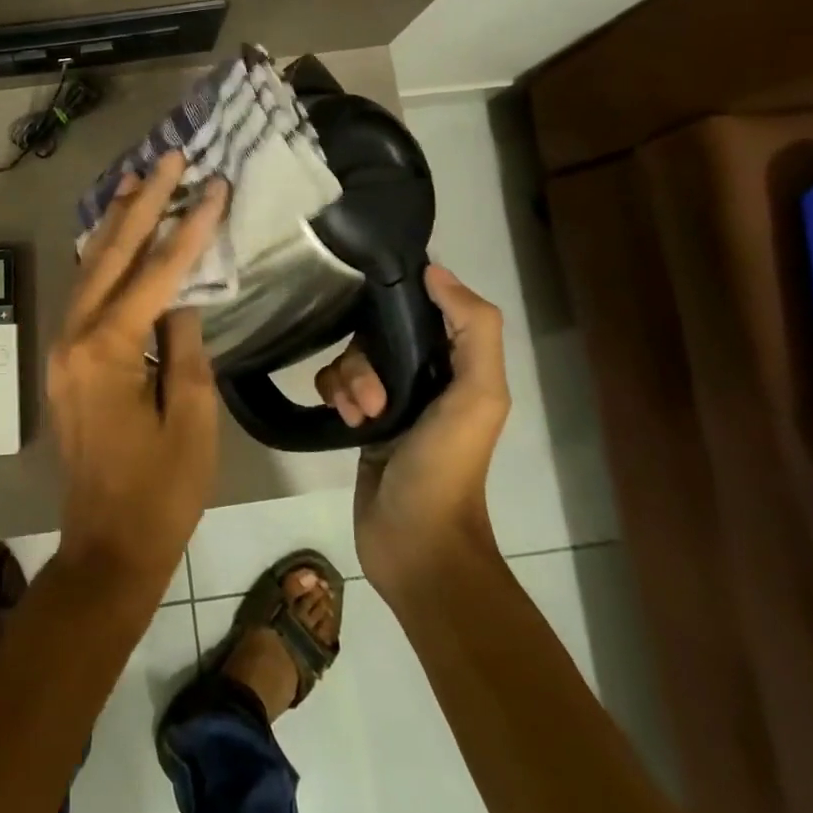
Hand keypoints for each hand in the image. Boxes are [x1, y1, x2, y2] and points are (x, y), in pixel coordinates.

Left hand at [46, 153, 227, 592]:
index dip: (189, 228)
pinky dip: (105, 261)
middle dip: (142, 204)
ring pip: (89, 270)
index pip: (157, 274)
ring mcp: (64, 350)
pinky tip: (118, 238)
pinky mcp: (66, 363)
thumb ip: (185, 346)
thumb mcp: (192, 418)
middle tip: (168, 159)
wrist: (107, 546)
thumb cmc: (161, 490)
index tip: (213, 186)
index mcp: (109, 351)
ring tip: (140, 181)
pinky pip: (85, 296)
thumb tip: (180, 297)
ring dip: (117, 224)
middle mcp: (75, 339)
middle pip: (111, 256)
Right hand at [314, 264, 510, 604]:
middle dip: (367, 358)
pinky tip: (345, 421)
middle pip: (378, 334)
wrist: (416, 541)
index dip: (399, 300)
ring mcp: (391, 399)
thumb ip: (473, 328)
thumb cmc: (448, 465)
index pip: (424, 309)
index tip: (372, 302)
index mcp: (458, 365)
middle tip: (373, 396)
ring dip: (349, 381)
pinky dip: (335, 396)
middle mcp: (425, 376)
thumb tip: (434, 271)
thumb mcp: (478, 394)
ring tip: (360, 416)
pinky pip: (334, 384)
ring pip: (352, 359)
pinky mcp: (361, 421)